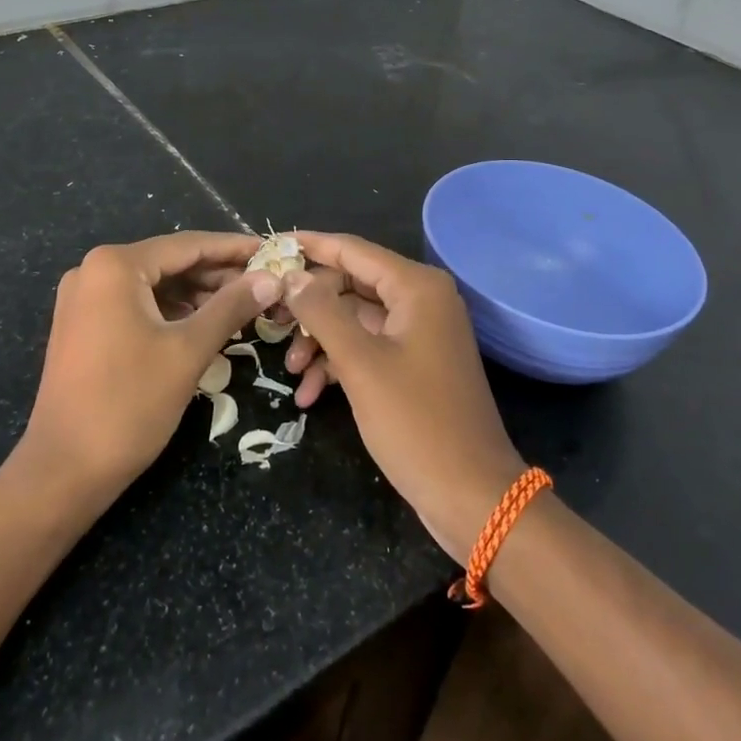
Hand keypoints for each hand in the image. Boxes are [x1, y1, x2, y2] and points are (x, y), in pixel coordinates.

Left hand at [19, 232, 281, 503]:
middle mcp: (93, 270)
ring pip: (153, 284)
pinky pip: (135, 303)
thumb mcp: (188, 351)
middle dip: (216, 273)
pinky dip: (170, 310)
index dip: (233, 248)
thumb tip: (271, 278)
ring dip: (196, 293)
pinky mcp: (82, 325)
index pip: (187, 245)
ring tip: (242, 304)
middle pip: (169, 262)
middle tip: (264, 283)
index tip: (271, 251)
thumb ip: (231, 307)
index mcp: (115, 265)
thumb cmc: (129, 404)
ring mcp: (83, 298)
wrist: (64, 469)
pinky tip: (203, 322)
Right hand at [281, 233, 525, 560]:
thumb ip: (322, 312)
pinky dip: (339, 365)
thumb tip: (292, 275)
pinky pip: (368, 348)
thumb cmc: (416, 422)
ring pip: (355, 319)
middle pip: (350, 284)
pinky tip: (310, 395)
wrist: (471, 496)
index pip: (353, 250)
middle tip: (272, 321)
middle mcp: (421, 300)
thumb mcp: (360, 363)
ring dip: (320, 342)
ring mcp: (419, 334)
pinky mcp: (414, 364)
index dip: (311, 246)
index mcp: (416, 288)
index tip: (270, 244)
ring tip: (292, 372)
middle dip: (311, 307)